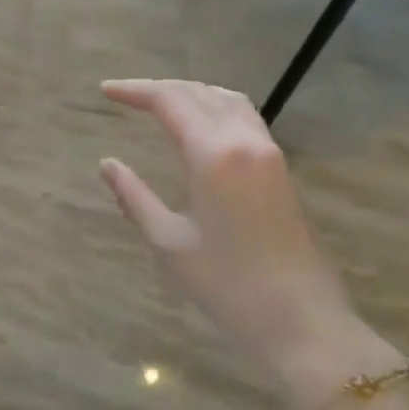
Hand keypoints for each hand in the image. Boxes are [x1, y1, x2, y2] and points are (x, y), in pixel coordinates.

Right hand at [99, 80, 396, 409]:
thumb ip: (135, 197)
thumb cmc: (229, 286)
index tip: (105, 90)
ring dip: (189, 92)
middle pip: (198, 92)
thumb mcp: (169, 244)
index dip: (135, 90)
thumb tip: (107, 164)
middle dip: (158, 88)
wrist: (303, 321)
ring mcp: (268, 151)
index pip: (169, 101)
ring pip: (225, 98)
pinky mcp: (280, 167)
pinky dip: (214, 105)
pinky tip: (200, 122)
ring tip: (158, 101)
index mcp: (213, 155)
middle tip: (125, 95)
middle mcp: (243, 140)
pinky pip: (244, 115)